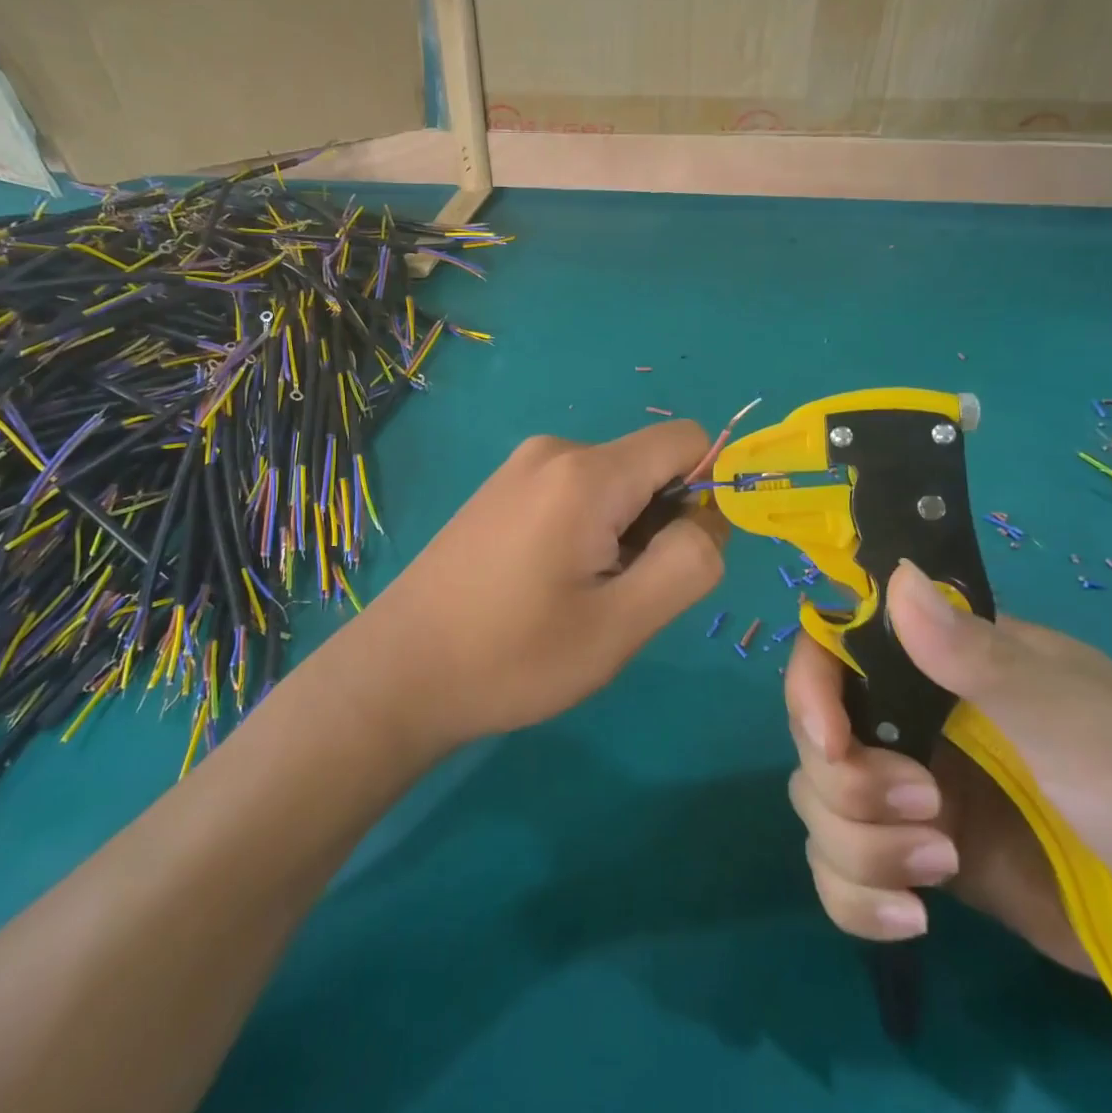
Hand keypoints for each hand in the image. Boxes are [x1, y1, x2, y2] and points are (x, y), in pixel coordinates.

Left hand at [361, 422, 724, 749]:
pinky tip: (549, 584)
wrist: (399, 672)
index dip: (709, 490)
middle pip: (649, 465)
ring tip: (579, 596)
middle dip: (660, 523)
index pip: (688, 440)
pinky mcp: (502, 490)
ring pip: (614, 484)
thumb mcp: (620, 623)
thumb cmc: (513, 655)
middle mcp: (554, 452)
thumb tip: (712, 515)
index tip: (684, 556)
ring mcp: (521, 468)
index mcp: (587, 473)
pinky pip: (576, 493)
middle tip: (621, 594)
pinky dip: (589, 531)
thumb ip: (688, 562)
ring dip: (624, 533)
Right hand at [785, 560, 1111, 986]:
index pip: (834, 651)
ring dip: (860, 847)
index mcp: (936, 666)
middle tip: (928, 815)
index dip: (812, 689)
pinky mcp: (912, 859)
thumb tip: (897, 577)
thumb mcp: (1069, 718)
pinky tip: (912, 919)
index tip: (833, 741)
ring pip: (817, 805)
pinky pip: (838, 871)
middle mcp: (907, 721)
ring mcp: (906, 793)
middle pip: (813, 737)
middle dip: (849, 786)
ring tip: (940, 871)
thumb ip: (978, 655)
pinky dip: (854, 898)